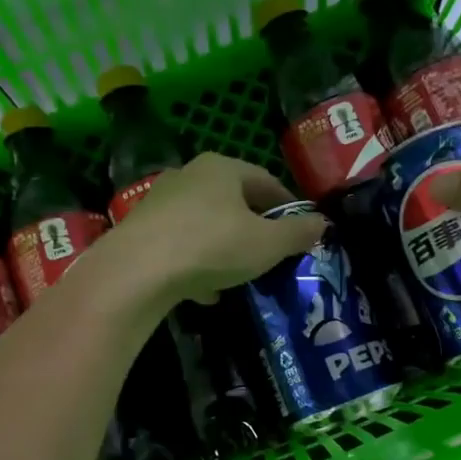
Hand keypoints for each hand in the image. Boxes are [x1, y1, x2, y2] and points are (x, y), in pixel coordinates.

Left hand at [106, 153, 325, 304]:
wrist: (138, 271)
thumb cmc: (212, 246)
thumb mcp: (267, 244)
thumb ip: (297, 233)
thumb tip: (322, 223)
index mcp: (223, 168)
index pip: (266, 181)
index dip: (288, 206)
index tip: (300, 231)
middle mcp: (190, 175)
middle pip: (233, 201)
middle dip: (254, 229)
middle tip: (270, 256)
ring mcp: (161, 202)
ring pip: (205, 224)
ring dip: (225, 248)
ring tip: (239, 277)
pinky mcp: (141, 230)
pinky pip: (180, 245)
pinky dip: (197, 264)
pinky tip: (204, 292)